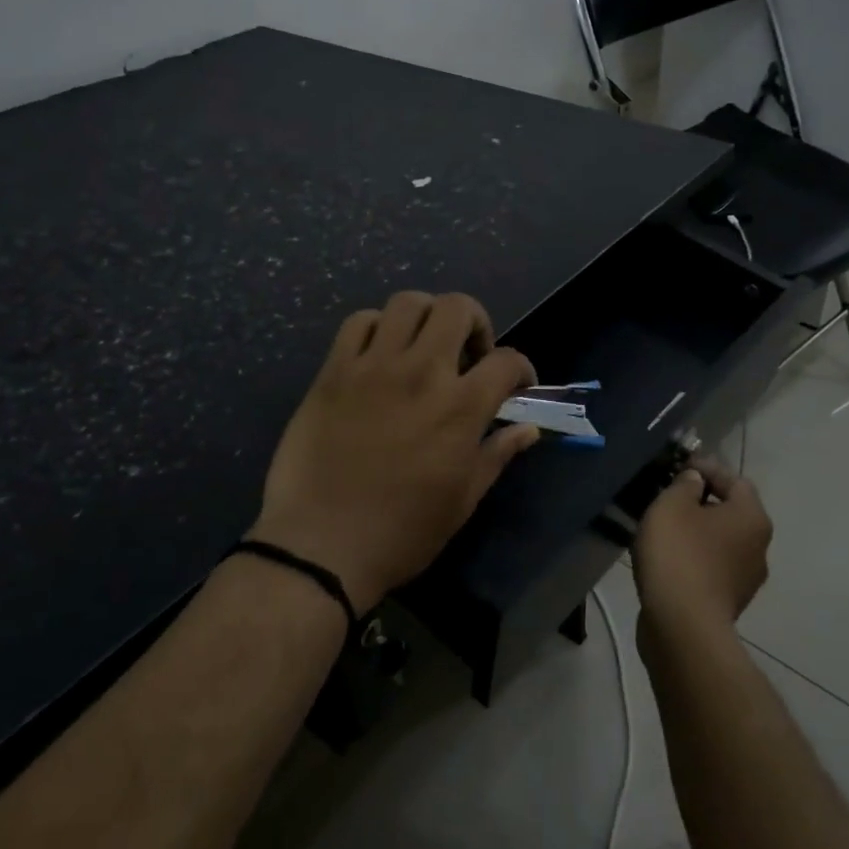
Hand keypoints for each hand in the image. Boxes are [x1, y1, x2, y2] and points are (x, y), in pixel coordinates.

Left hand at [249, 292, 539, 614]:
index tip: (516, 385)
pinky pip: (358, 322)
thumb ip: (497, 454)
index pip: (507, 360)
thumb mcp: (463, 500)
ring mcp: (373, 367)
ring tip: (423, 346)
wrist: (320, 545)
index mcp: (460, 408)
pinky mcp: (333, 371)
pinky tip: (380, 354)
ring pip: (407, 302)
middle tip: (468, 353)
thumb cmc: (402, 532)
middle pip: (457, 307)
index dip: (521, 368)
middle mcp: (420, 373)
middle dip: (475, 322)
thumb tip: (528, 429)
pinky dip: (377, 328)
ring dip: (426, 317)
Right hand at [632, 455, 772, 637]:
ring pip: (721, 541)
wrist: (682, 626)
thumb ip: (684, 485)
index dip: (707, 468)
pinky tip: (669, 559)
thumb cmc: (679, 554)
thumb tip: (695, 481)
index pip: (735, 479)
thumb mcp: (672, 505)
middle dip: (702, 501)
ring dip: (697, 531)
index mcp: (752, 517)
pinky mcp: (729, 603)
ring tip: (665, 528)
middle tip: (669, 497)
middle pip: (731, 511)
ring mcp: (747, 579)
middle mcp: (759, 546)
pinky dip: (694, 558)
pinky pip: (712, 567)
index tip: (678, 466)